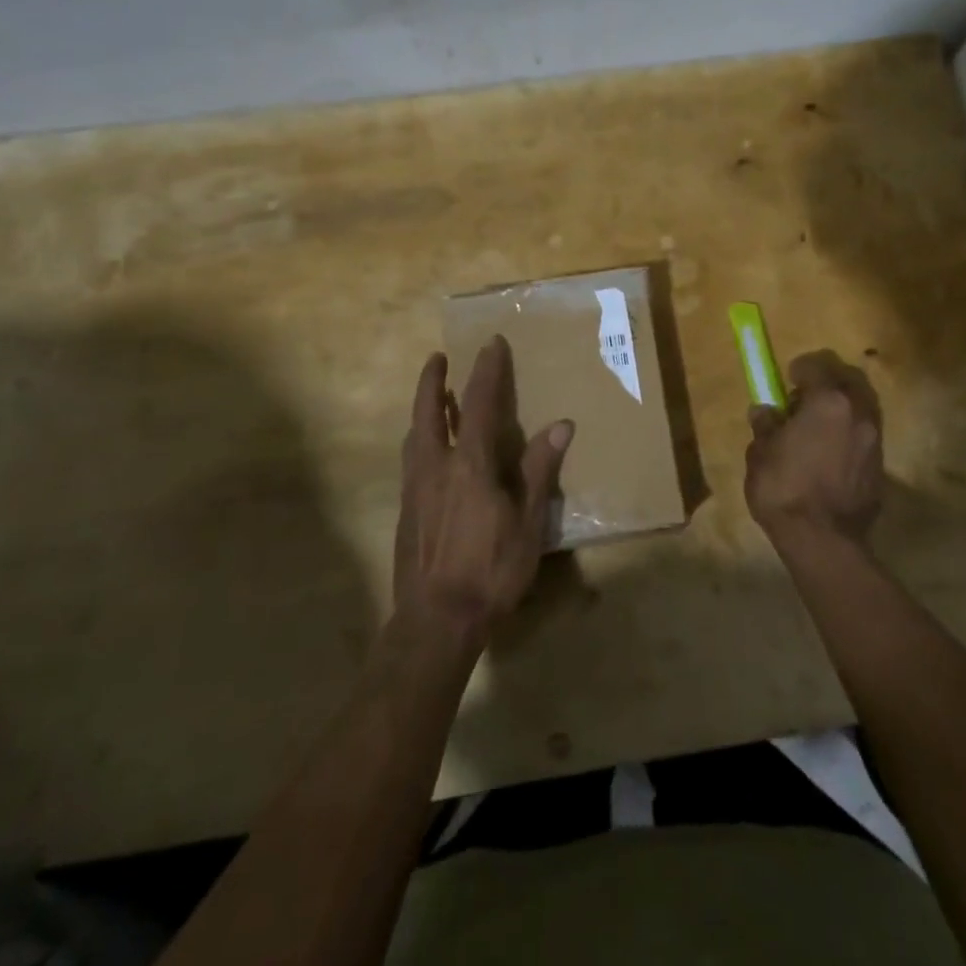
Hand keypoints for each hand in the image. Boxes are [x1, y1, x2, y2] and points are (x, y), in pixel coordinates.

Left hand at [394, 337, 573, 648]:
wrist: (436, 621)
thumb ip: (540, 471)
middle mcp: (435, 467)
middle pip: (428, 412)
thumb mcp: (528, 523)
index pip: (478, 404)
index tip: (490, 344)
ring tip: (433, 398)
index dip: (486, 372)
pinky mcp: (404, 511)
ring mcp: (414, 489)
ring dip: (423, 409)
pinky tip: (427, 452)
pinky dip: (420, 440)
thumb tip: (561, 424)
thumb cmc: (491, 571)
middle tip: (437, 358)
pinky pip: (411, 460)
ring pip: (414, 436)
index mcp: (469, 464)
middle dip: (433, 381)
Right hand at [745, 350, 884, 548]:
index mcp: (828, 401)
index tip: (787, 379)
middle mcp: (858, 412)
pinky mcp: (881, 466)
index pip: (817, 365)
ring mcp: (874, 439)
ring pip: (862, 406)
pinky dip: (850, 433)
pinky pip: (865, 435)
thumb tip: (766, 412)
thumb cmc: (784, 489)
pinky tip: (831, 453)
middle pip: (849, 379)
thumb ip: (766, 426)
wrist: (822, 540)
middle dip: (828, 381)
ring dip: (842, 408)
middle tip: (805, 399)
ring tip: (818, 427)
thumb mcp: (761, 453)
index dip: (800, 369)